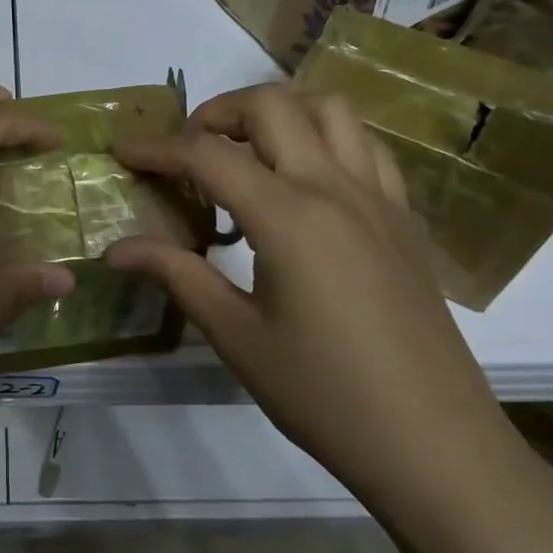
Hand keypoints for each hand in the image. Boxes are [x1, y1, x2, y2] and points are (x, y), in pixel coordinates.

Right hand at [106, 84, 526, 523]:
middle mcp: (335, 188)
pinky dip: (325, 137)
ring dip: (279, 112)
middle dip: (217, 111)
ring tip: (247, 150)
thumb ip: (176, 275)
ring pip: (330, 109)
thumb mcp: (237, 337)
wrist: (437, 447)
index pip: (209, 155)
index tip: (122, 152)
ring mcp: (378, 198)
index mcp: (289, 217)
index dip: (158, 148)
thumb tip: (116, 250)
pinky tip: (305, 180)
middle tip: (187, 150)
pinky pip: (366, 146)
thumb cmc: (325, 396)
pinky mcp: (404, 218)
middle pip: (272, 105)